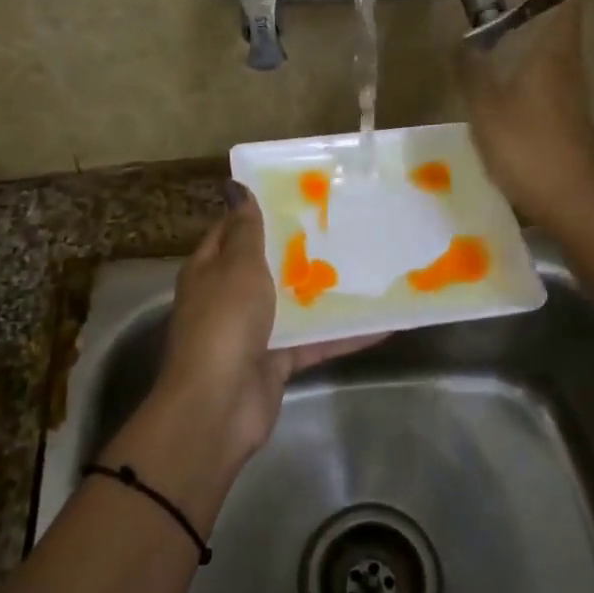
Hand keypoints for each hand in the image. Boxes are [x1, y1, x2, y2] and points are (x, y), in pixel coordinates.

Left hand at [156, 185, 380, 464]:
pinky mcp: (277, 361)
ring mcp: (253, 331)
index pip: (234, 230)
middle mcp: (229, 297)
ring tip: (369, 267)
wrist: (219, 405)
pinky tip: (382, 323)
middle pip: (267, 266)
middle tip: (345, 224)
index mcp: (210, 269)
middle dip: (301, 248)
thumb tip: (236, 187)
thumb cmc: (225, 322)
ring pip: (294, 304)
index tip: (301, 194)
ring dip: (325, 291)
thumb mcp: (237, 265)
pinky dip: (343, 334)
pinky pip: (314, 341)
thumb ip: (245, 230)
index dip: (261, 211)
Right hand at [457, 0, 593, 228]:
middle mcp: (569, 70)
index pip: (566, 6)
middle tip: (499, 17)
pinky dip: (532, 82)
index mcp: (553, 55)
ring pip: (555, 62)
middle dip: (535, 20)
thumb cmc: (526, 146)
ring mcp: (573, 99)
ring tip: (497, 51)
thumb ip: (471, 71)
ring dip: (532, 52)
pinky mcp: (570, 124)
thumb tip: (460, 42)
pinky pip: (550, 89)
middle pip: (561, 33)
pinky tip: (507, 97)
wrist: (571, 201)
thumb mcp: (485, 108)